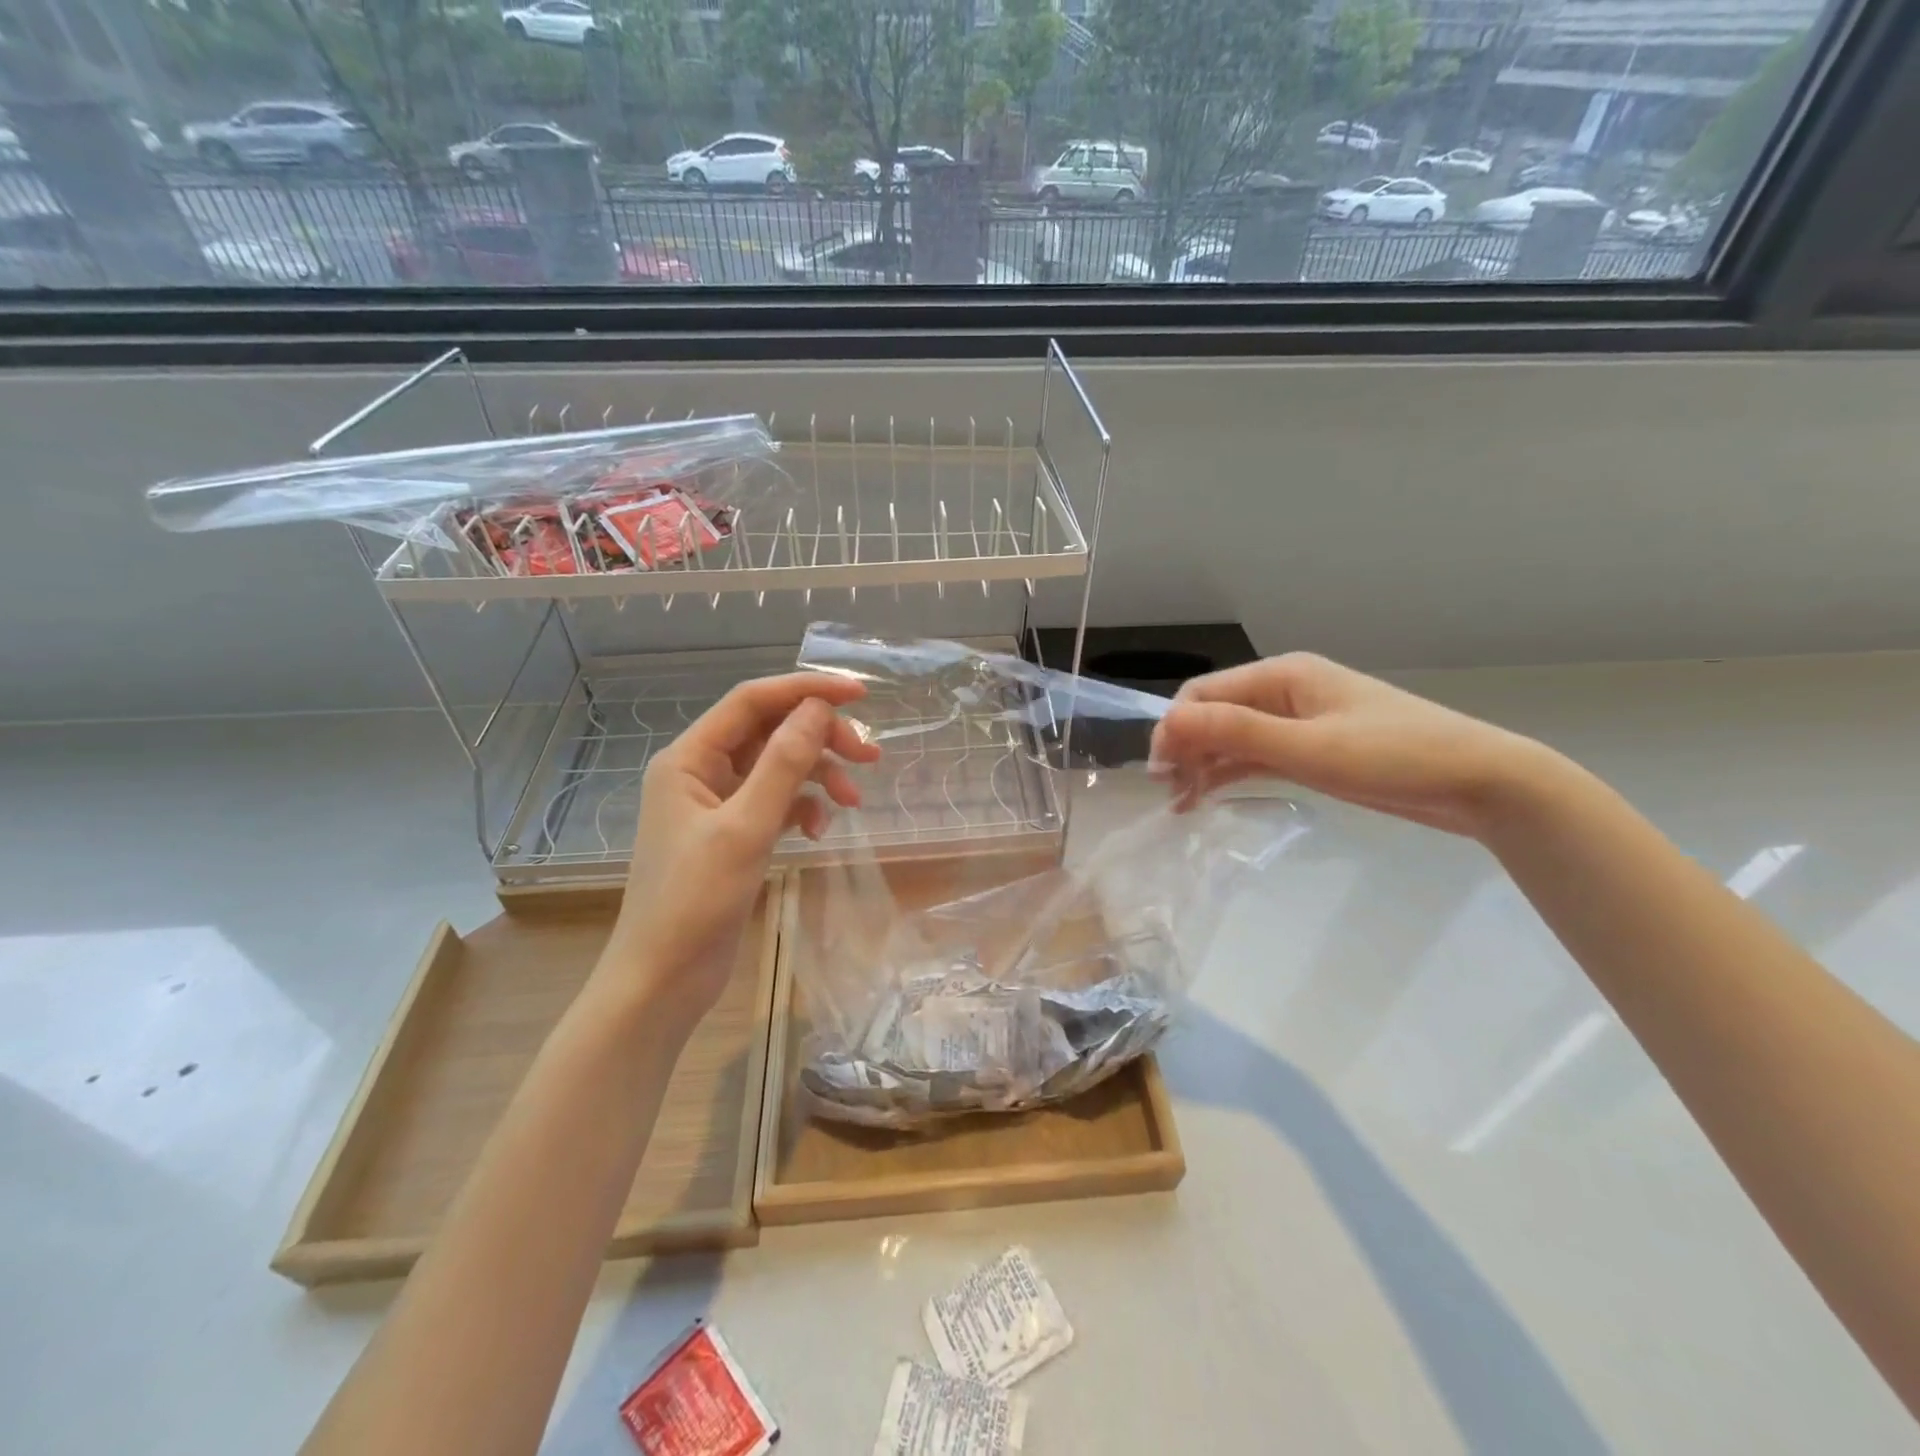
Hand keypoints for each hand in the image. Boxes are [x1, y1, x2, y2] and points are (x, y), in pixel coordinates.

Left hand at [605, 673, 880, 1022]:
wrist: (662, 980)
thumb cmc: (694, 901)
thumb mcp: (745, 827)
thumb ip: (783, 764)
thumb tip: (818, 709)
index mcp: (689, 758)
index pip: (752, 701)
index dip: (805, 690)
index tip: (860, 694)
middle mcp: (701, 771)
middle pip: (770, 732)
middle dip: (820, 738)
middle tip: (869, 756)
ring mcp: (717, 804)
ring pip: (778, 767)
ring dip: (817, 775)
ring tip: (853, 799)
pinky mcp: (733, 834)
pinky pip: (777, 802)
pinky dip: (803, 808)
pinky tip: (820, 830)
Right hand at [1149, 653, 1547, 838]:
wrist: (1480, 782)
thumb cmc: (1394, 757)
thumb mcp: (1309, 747)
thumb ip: (1237, 731)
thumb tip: (1167, 722)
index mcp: (1282, 675)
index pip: (1204, 694)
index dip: (1174, 729)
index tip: (1161, 773)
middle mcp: (1284, 692)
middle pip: (1214, 714)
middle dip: (1185, 748)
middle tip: (1170, 795)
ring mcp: (1298, 721)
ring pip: (1232, 738)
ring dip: (1203, 764)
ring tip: (1182, 805)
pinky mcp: (1311, 750)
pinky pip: (1255, 755)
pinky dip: (1230, 773)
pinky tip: (1209, 797)